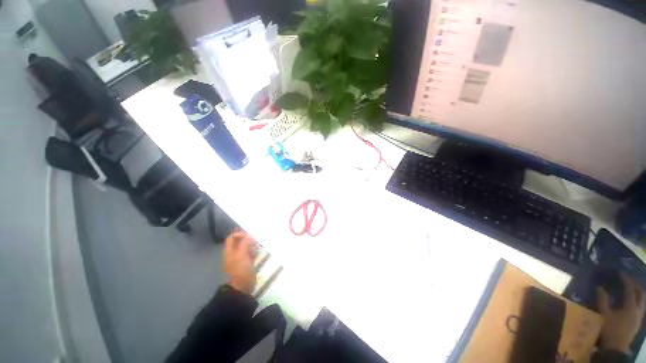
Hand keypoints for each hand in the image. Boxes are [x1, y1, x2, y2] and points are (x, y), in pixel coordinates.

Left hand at [224, 231, 257, 294]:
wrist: (243, 286)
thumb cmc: (240, 269)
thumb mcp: (241, 254)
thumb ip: (245, 243)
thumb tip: (249, 235)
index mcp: (230, 251)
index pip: (232, 237)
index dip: (239, 234)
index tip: (248, 236)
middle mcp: (234, 253)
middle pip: (240, 242)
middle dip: (248, 240)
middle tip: (254, 242)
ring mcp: (241, 258)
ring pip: (247, 247)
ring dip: (252, 246)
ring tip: (256, 249)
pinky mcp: (247, 262)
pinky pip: (251, 253)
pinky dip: (254, 252)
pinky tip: (257, 254)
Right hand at [597, 272, 645, 352]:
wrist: (616, 347)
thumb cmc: (610, 329)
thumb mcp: (604, 315)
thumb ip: (603, 301)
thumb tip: (599, 287)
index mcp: (630, 306)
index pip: (630, 288)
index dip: (626, 279)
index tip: (620, 272)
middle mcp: (638, 308)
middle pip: (641, 292)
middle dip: (635, 284)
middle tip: (628, 278)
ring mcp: (639, 315)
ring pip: (643, 299)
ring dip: (638, 291)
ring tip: (630, 287)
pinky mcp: (638, 319)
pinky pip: (641, 305)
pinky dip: (637, 299)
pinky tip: (631, 300)